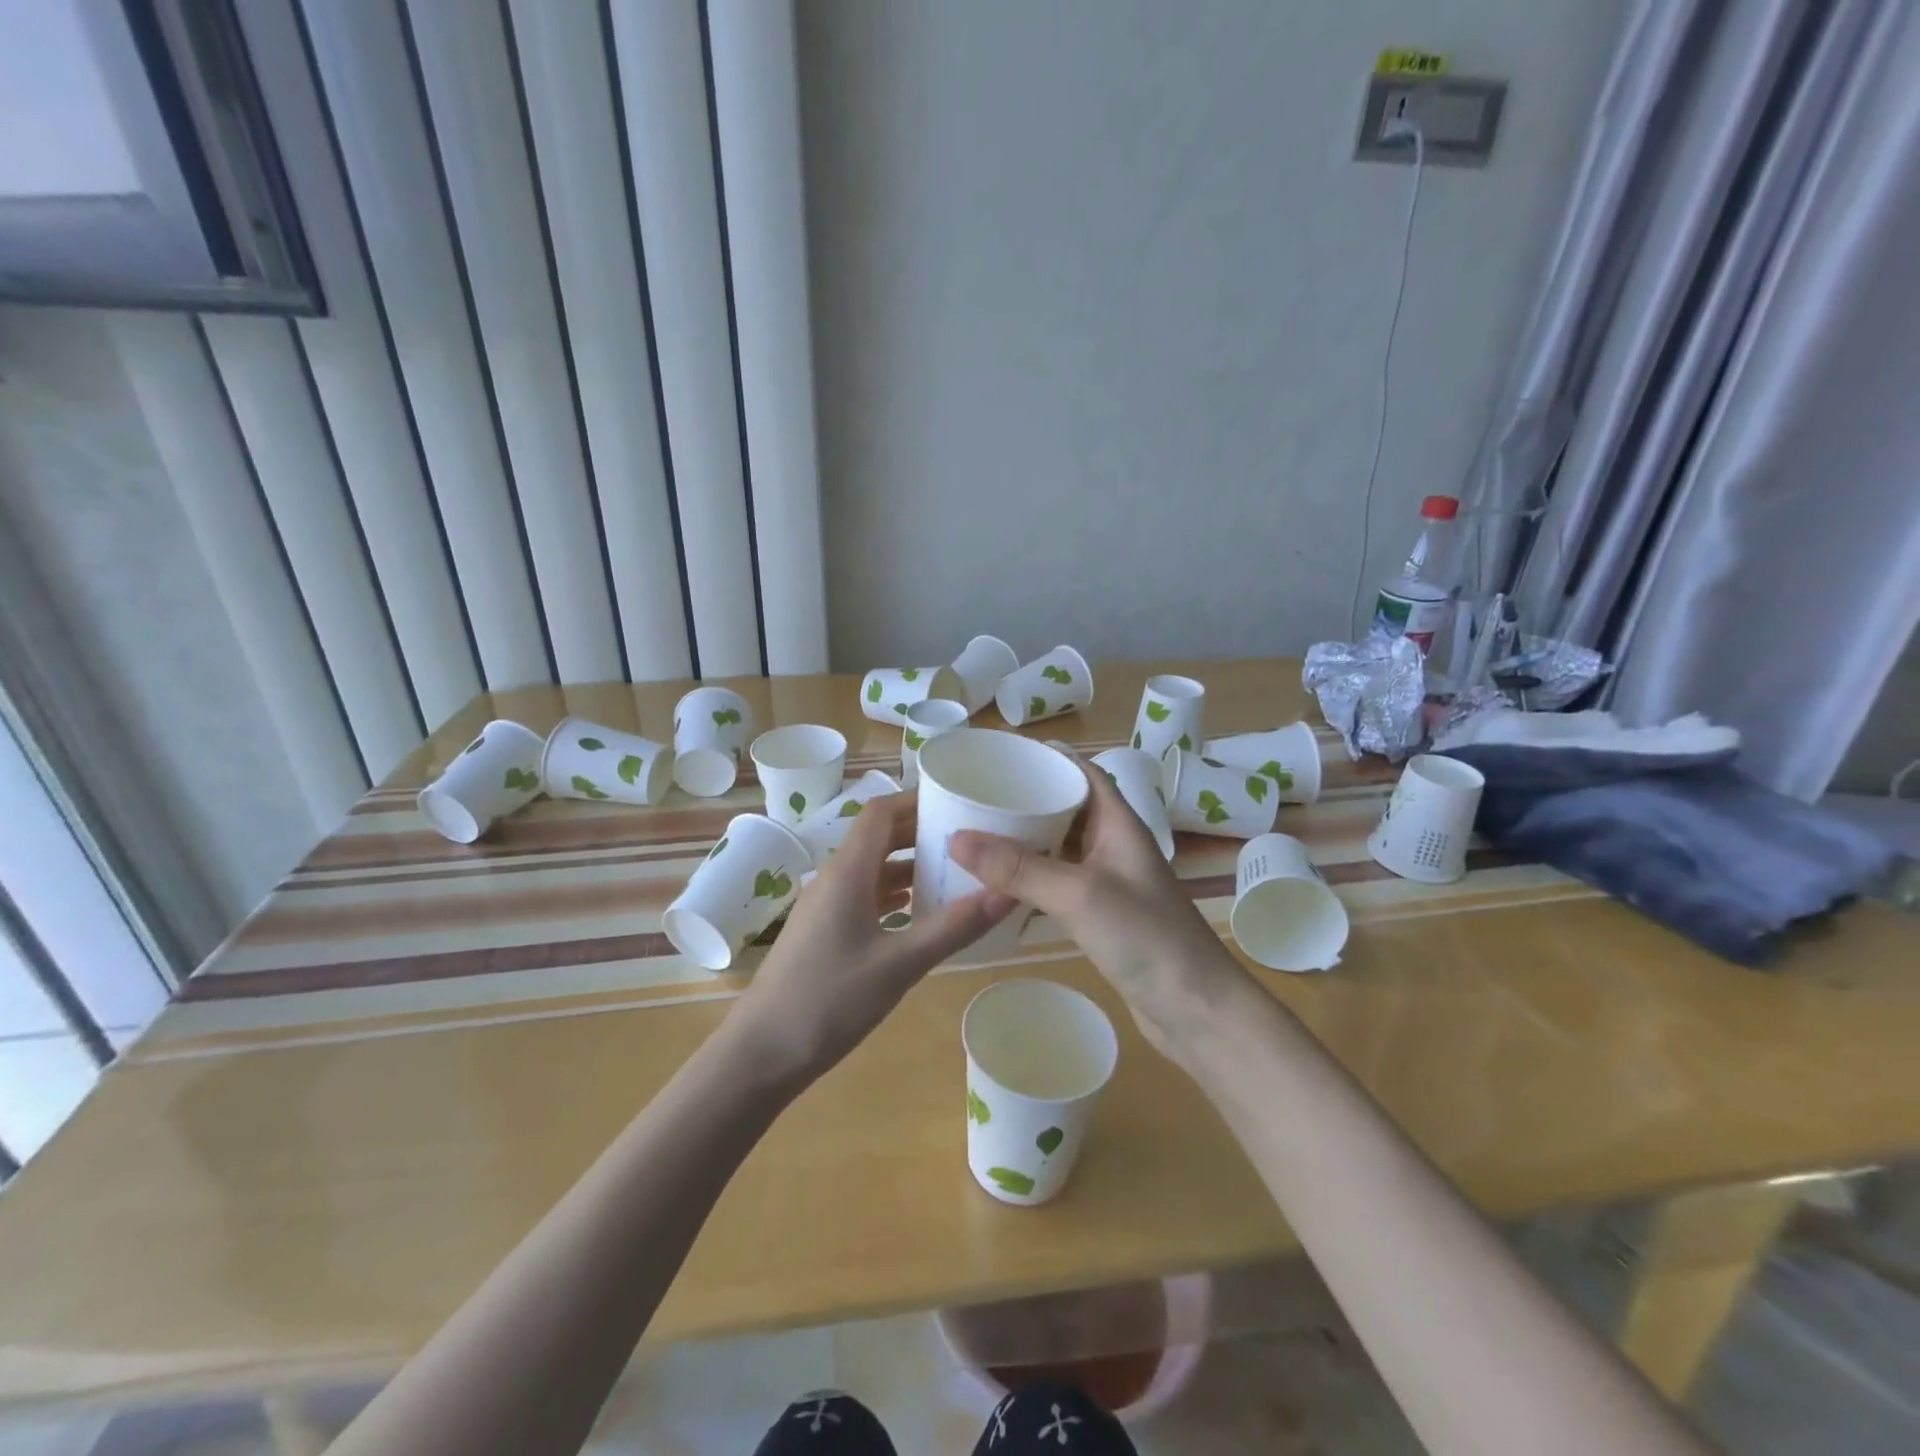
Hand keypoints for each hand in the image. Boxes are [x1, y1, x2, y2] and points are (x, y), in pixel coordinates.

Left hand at [728, 793, 1012, 1086]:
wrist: (760, 1054)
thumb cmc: (828, 1002)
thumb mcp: (899, 966)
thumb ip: (954, 928)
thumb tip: (1009, 892)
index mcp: (847, 873)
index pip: (882, 812)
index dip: (919, 800)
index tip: (961, 801)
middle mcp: (834, 879)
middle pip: (879, 836)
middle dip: (922, 830)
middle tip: (971, 836)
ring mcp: (825, 906)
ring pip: (873, 868)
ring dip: (910, 863)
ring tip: (956, 871)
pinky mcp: (824, 932)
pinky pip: (864, 895)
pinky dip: (895, 894)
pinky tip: (920, 911)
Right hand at [949, 755, 1252, 1060]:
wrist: (1196, 1010)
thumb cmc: (1146, 937)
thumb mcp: (1079, 894)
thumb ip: (1019, 867)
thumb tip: (956, 838)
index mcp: (1118, 823)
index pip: (1082, 773)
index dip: (1047, 759)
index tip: (999, 756)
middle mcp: (1113, 845)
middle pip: (1066, 808)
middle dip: (1025, 800)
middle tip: (975, 797)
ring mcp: (1108, 882)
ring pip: (1059, 848)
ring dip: (1024, 841)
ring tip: (977, 834)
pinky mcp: (1100, 915)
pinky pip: (1057, 884)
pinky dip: (1029, 880)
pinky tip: (997, 886)